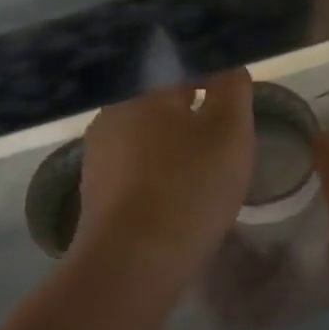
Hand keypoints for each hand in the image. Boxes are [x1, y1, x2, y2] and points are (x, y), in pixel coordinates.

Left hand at [75, 70, 253, 283]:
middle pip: (160, 103)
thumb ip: (233, 90)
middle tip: (224, 131)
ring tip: (205, 167)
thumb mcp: (230, 130)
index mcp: (142, 91)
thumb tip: (228, 68)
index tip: (232, 93)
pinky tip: (179, 194)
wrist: (134, 262)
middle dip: (191, 112)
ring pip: (146, 138)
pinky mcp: (95, 194)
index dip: (210, 75)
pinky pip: (136, 171)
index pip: (180, 67)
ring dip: (174, 145)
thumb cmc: (189, 186)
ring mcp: (98, 157)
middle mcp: (112, 115)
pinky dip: (159, 174)